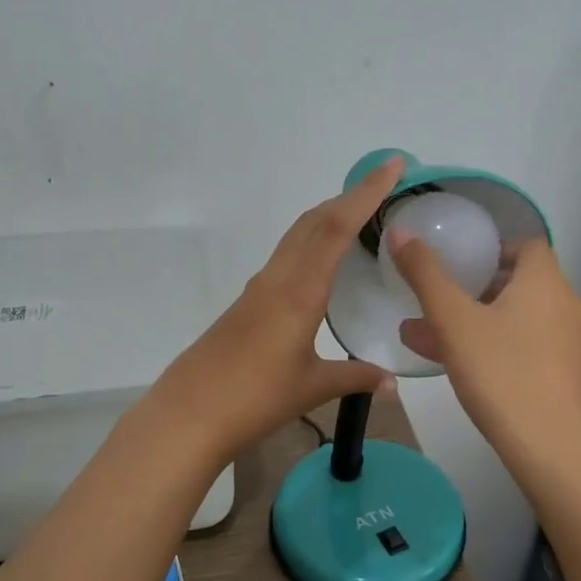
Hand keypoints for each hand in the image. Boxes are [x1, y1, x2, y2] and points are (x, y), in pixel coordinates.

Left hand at [147, 157, 405, 462]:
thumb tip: (392, 383)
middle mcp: (277, 279)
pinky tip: (321, 268)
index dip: (366, 193)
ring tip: (358, 221)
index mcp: (299, 291)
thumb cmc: (255, 398)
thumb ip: (355, 378)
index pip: (337, 227)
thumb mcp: (312, 387)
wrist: (189, 414)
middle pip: (313, 221)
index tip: (392, 165)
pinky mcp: (246, 304)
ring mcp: (257, 289)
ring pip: (296, 237)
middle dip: (348, 198)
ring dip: (327, 219)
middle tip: (382, 189)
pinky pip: (285, 259)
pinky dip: (310, 246)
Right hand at [390, 231, 580, 470]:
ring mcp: (567, 343)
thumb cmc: (502, 373)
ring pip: (516, 319)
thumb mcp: (453, 320)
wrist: (554, 449)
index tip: (458, 263)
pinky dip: (493, 346)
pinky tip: (456, 366)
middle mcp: (564, 305)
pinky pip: (524, 347)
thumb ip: (425, 274)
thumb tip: (399, 230)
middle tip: (436, 299)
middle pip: (519, 282)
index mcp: (545, 282)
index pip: (526, 245)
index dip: (492, 248)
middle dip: (474, 288)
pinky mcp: (564, 375)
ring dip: (476, 320)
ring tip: (427, 335)